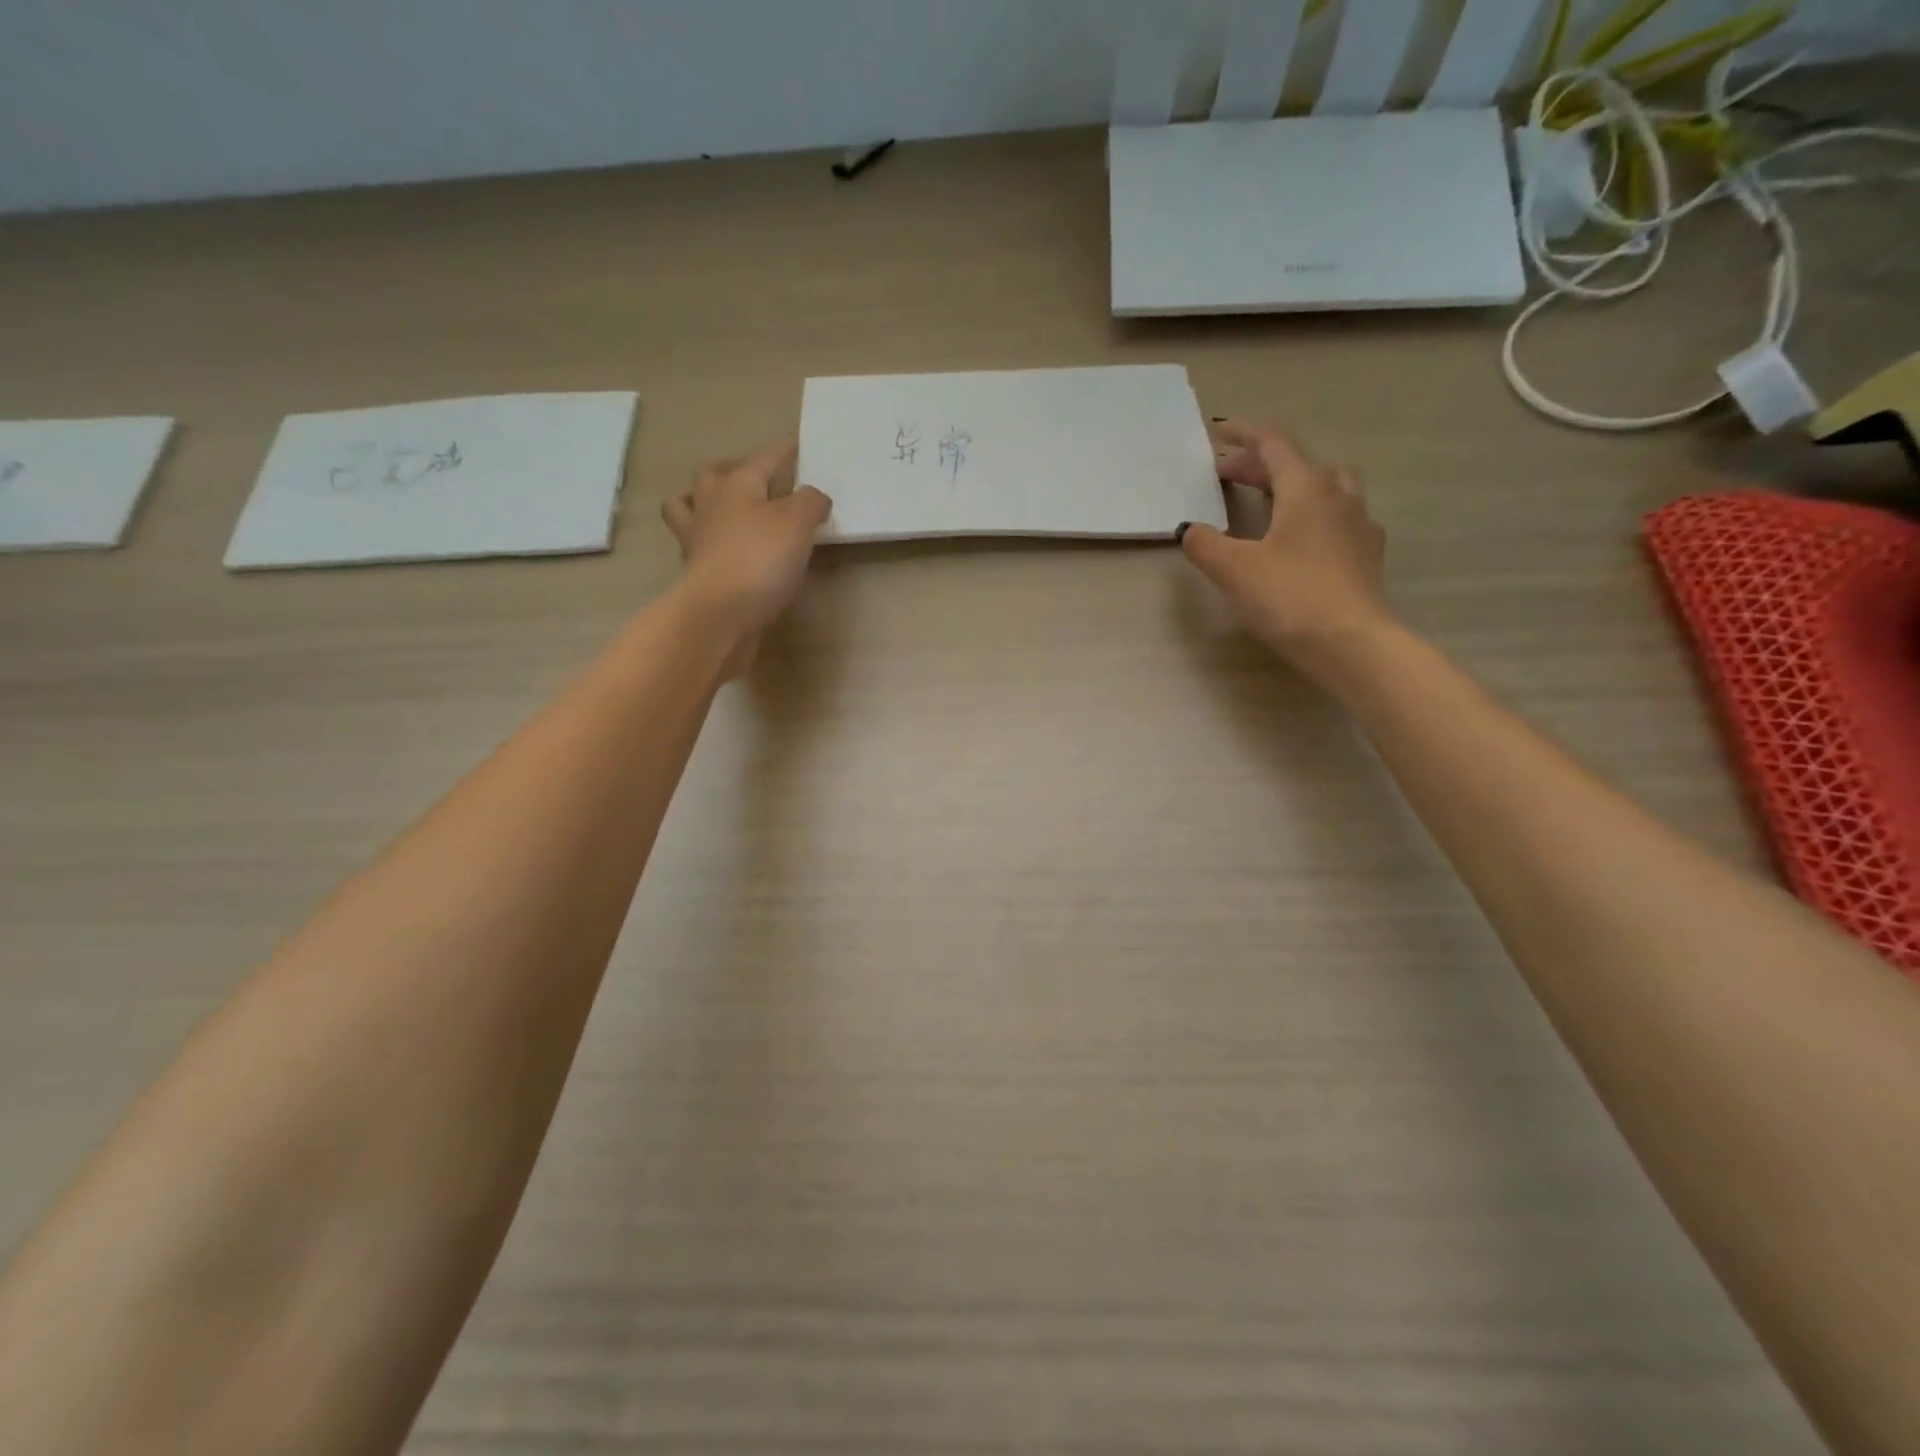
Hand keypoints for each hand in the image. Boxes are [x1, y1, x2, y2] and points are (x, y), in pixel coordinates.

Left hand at [662, 440, 832, 672]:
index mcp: (735, 486)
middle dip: (732, 469)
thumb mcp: (798, 523)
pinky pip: (700, 547)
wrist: (720, 615)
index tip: (798, 443)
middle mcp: (710, 506)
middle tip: (754, 477)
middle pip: (712, 475)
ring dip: (704, 502)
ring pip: (690, 508)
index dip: (784, 451)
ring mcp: (698, 541)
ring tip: (727, 510)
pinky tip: (729, 551)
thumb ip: (811, 503)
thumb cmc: (759, 559)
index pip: (764, 458)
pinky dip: (712, 543)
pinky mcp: (699, 574)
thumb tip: (815, 498)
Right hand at [1179, 420, 1390, 675]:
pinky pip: (1336, 515)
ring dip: (1289, 484)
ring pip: (1323, 485)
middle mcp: (1338, 494)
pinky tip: (1298, 538)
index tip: (1219, 433)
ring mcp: (1358, 522)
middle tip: (1224, 476)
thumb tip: (1191, 530)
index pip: (1274, 442)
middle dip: (1257, 464)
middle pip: (1296, 463)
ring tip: (1265, 500)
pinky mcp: (1366, 552)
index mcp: (1306, 487)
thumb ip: (1205, 544)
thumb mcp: (1234, 570)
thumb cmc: (1290, 597)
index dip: (1244, 434)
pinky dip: (1310, 513)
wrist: (1353, 643)